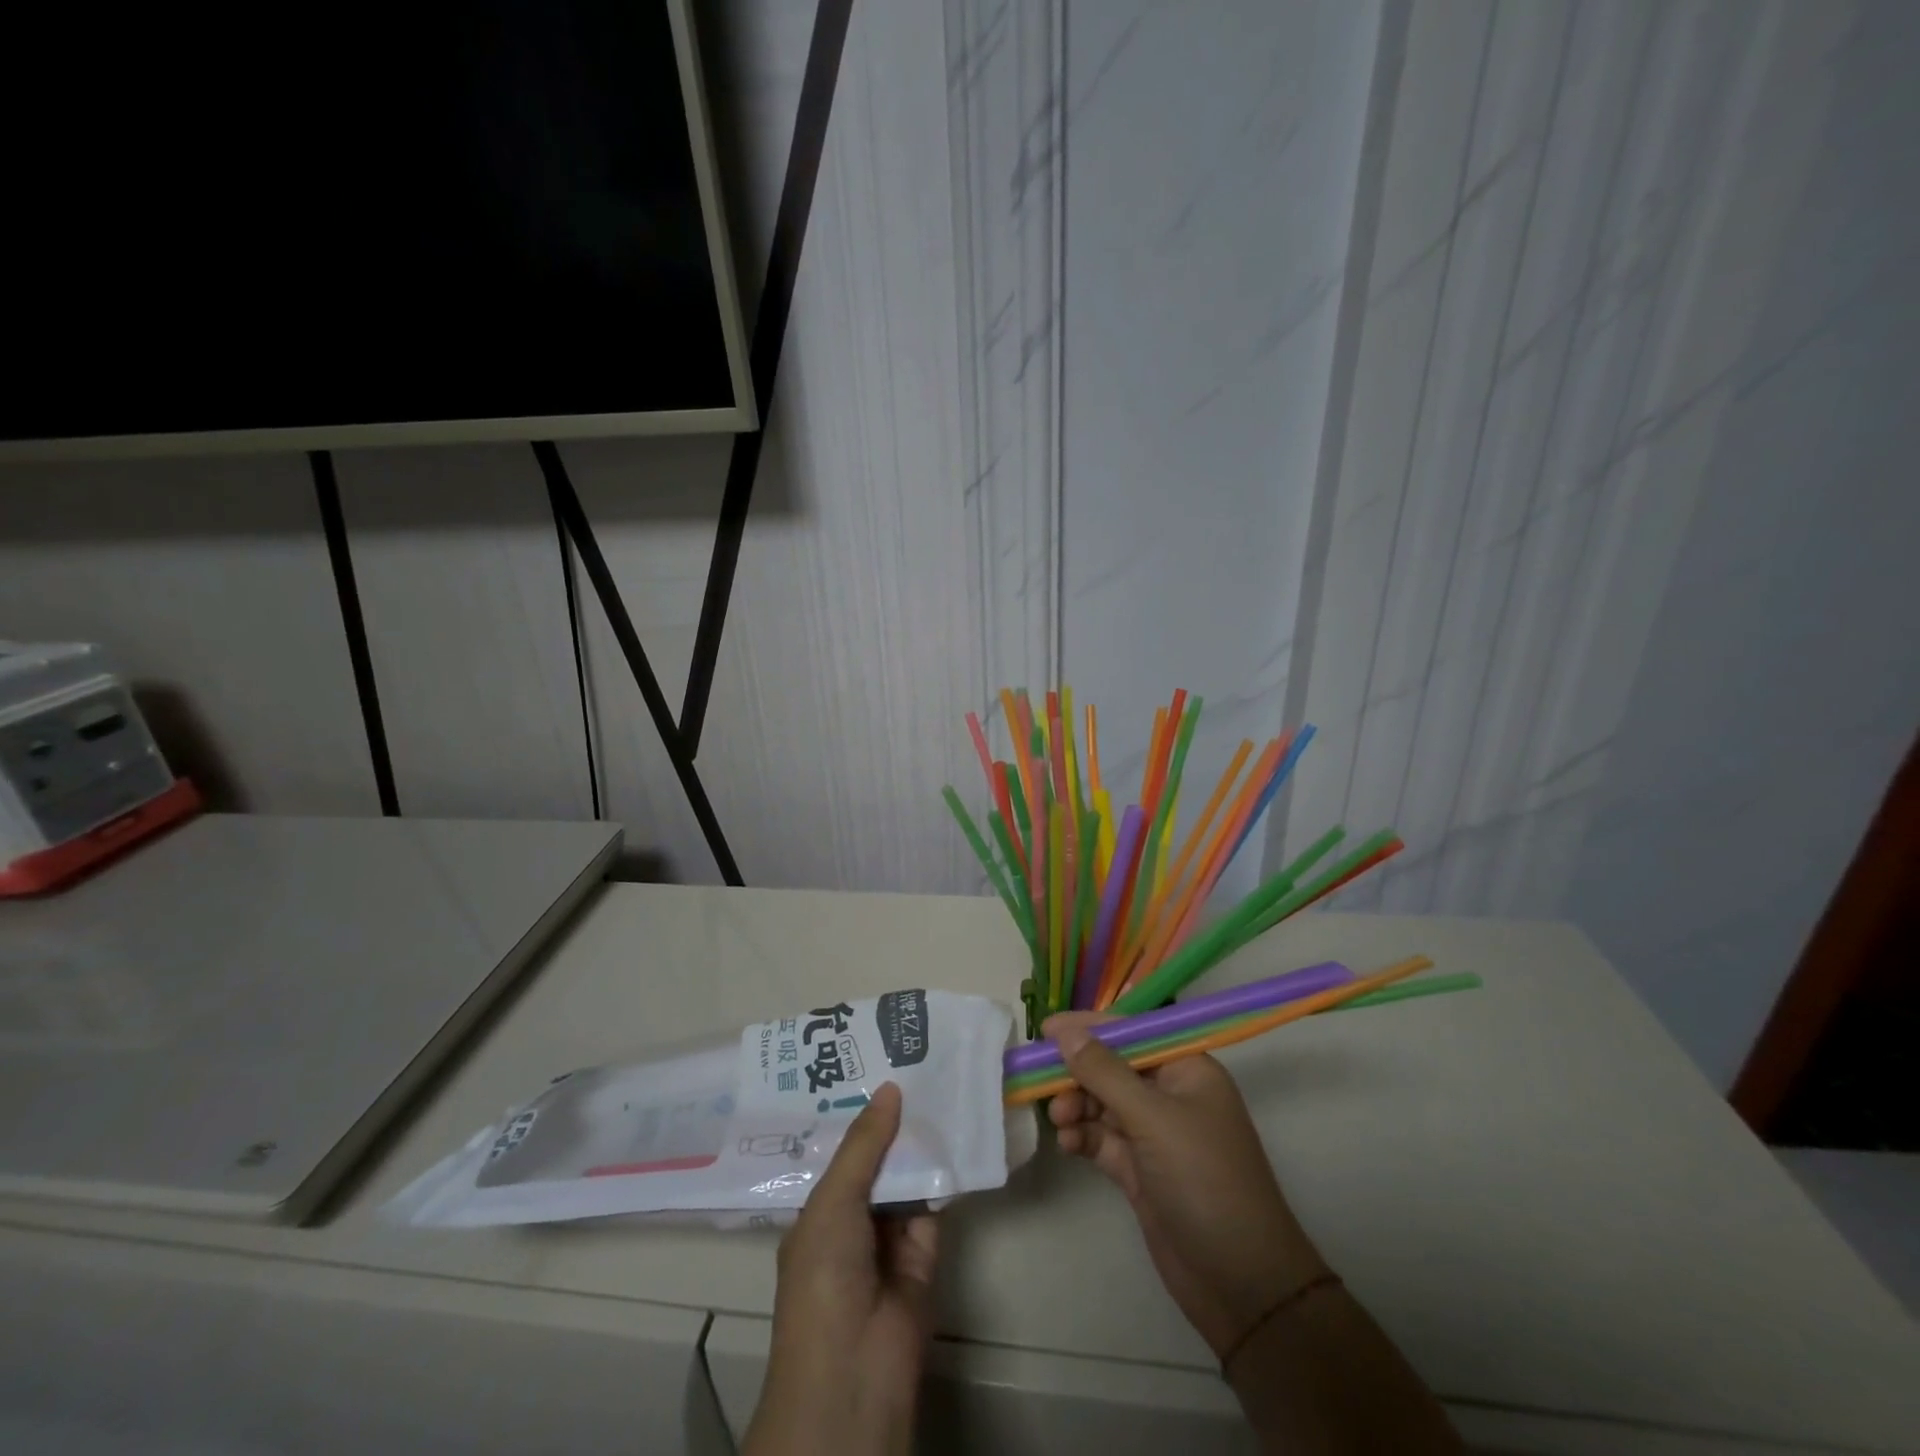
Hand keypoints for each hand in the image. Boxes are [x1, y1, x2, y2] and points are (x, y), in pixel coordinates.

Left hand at [742, 1082, 937, 1455]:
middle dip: (894, 1123)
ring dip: (922, 1145)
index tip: (878, 1069)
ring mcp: (889, 1239)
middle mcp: (853, 1220)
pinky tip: (959, 1133)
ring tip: (942, 1087)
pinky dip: (946, 1176)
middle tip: (918, 1068)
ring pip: (908, 1180)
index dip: (858, 1115)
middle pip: (877, 1162)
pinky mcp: (925, 1254)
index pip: (840, 1153)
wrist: (855, 1370)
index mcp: (819, 1211)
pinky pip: (935, 1206)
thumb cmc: (824, 1277)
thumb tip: (890, 1089)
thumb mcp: (833, 1201)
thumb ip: (864, 1146)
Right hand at [1043, 1012, 1329, 1358]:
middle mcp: (1171, 1095)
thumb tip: (1064, 1031)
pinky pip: (1102, 1139)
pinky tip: (1068, 1145)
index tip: (1046, 1029)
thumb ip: (1104, 1072)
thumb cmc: (1203, 1180)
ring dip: (1076, 1106)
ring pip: (1103, 1103)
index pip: (1133, 1032)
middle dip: (1078, 1073)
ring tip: (1059, 1121)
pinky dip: (1083, 1137)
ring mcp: (1155, 1134)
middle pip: (1113, 1067)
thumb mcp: (1152, 1119)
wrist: (1240, 1284)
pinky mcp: (1140, 1170)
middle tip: (1042, 1082)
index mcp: (1187, 1070)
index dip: (1090, 1027)